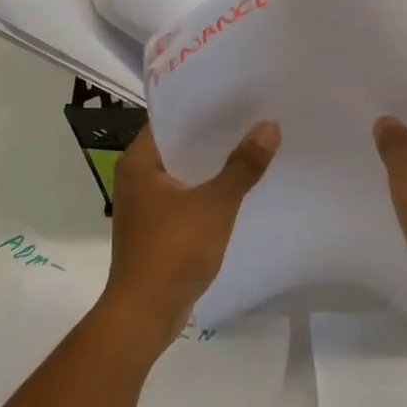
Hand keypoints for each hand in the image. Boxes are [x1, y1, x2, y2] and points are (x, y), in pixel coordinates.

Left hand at [102, 120, 279, 343]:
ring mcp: (145, 206)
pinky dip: (207, 191)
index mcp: (139, 163)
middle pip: (178, 146)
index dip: (201, 106)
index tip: (235, 95)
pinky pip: (185, 199)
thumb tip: (269, 126)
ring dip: (212, 165)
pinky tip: (237, 188)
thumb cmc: (173, 250)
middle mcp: (136, 179)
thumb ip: (243, 166)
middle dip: (213, 135)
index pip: (169, 120)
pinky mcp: (156, 229)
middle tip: (252, 116)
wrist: (146, 311)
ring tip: (251, 145)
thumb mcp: (215, 204)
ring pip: (183, 174)